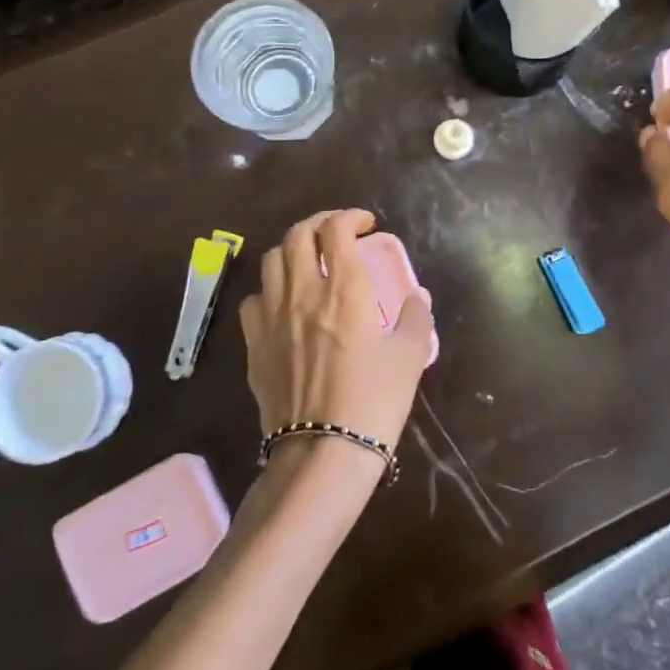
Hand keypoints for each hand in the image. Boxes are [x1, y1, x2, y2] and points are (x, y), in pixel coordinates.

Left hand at [238, 209, 434, 467]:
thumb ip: (415, 318)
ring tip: (310, 261)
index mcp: (345, 288)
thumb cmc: (374, 401)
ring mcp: (272, 317)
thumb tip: (416, 298)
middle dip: (319, 223)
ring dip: (293, 250)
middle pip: (298, 234)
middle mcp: (303, 292)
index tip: (366, 225)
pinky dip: (270, 289)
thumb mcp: (410, 357)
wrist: (323, 452)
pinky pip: (254, 299)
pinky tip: (284, 304)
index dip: (351, 217)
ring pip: (271, 260)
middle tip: (338, 233)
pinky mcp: (253, 344)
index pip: (336, 229)